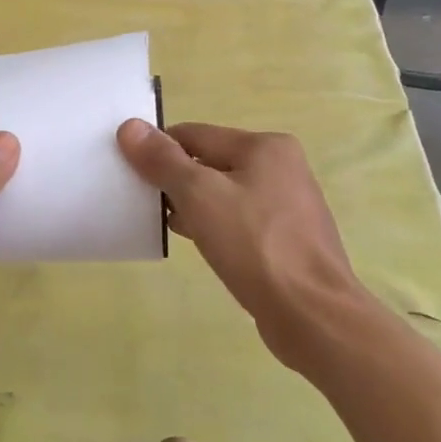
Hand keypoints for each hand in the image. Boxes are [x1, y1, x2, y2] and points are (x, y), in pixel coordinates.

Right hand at [117, 119, 367, 368]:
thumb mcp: (199, 195)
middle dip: (175, 180)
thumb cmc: (254, 245)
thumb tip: (130, 127)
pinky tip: (198, 244)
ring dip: (193, 205)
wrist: (311, 314)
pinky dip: (215, 226)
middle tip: (144, 204)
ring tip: (165, 226)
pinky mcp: (287, 238)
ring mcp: (288, 204)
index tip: (129, 173)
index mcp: (265, 146)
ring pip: (224, 193)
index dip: (158, 150)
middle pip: (210, 162)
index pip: (194, 134)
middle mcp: (281, 167)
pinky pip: (240, 220)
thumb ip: (163, 160)